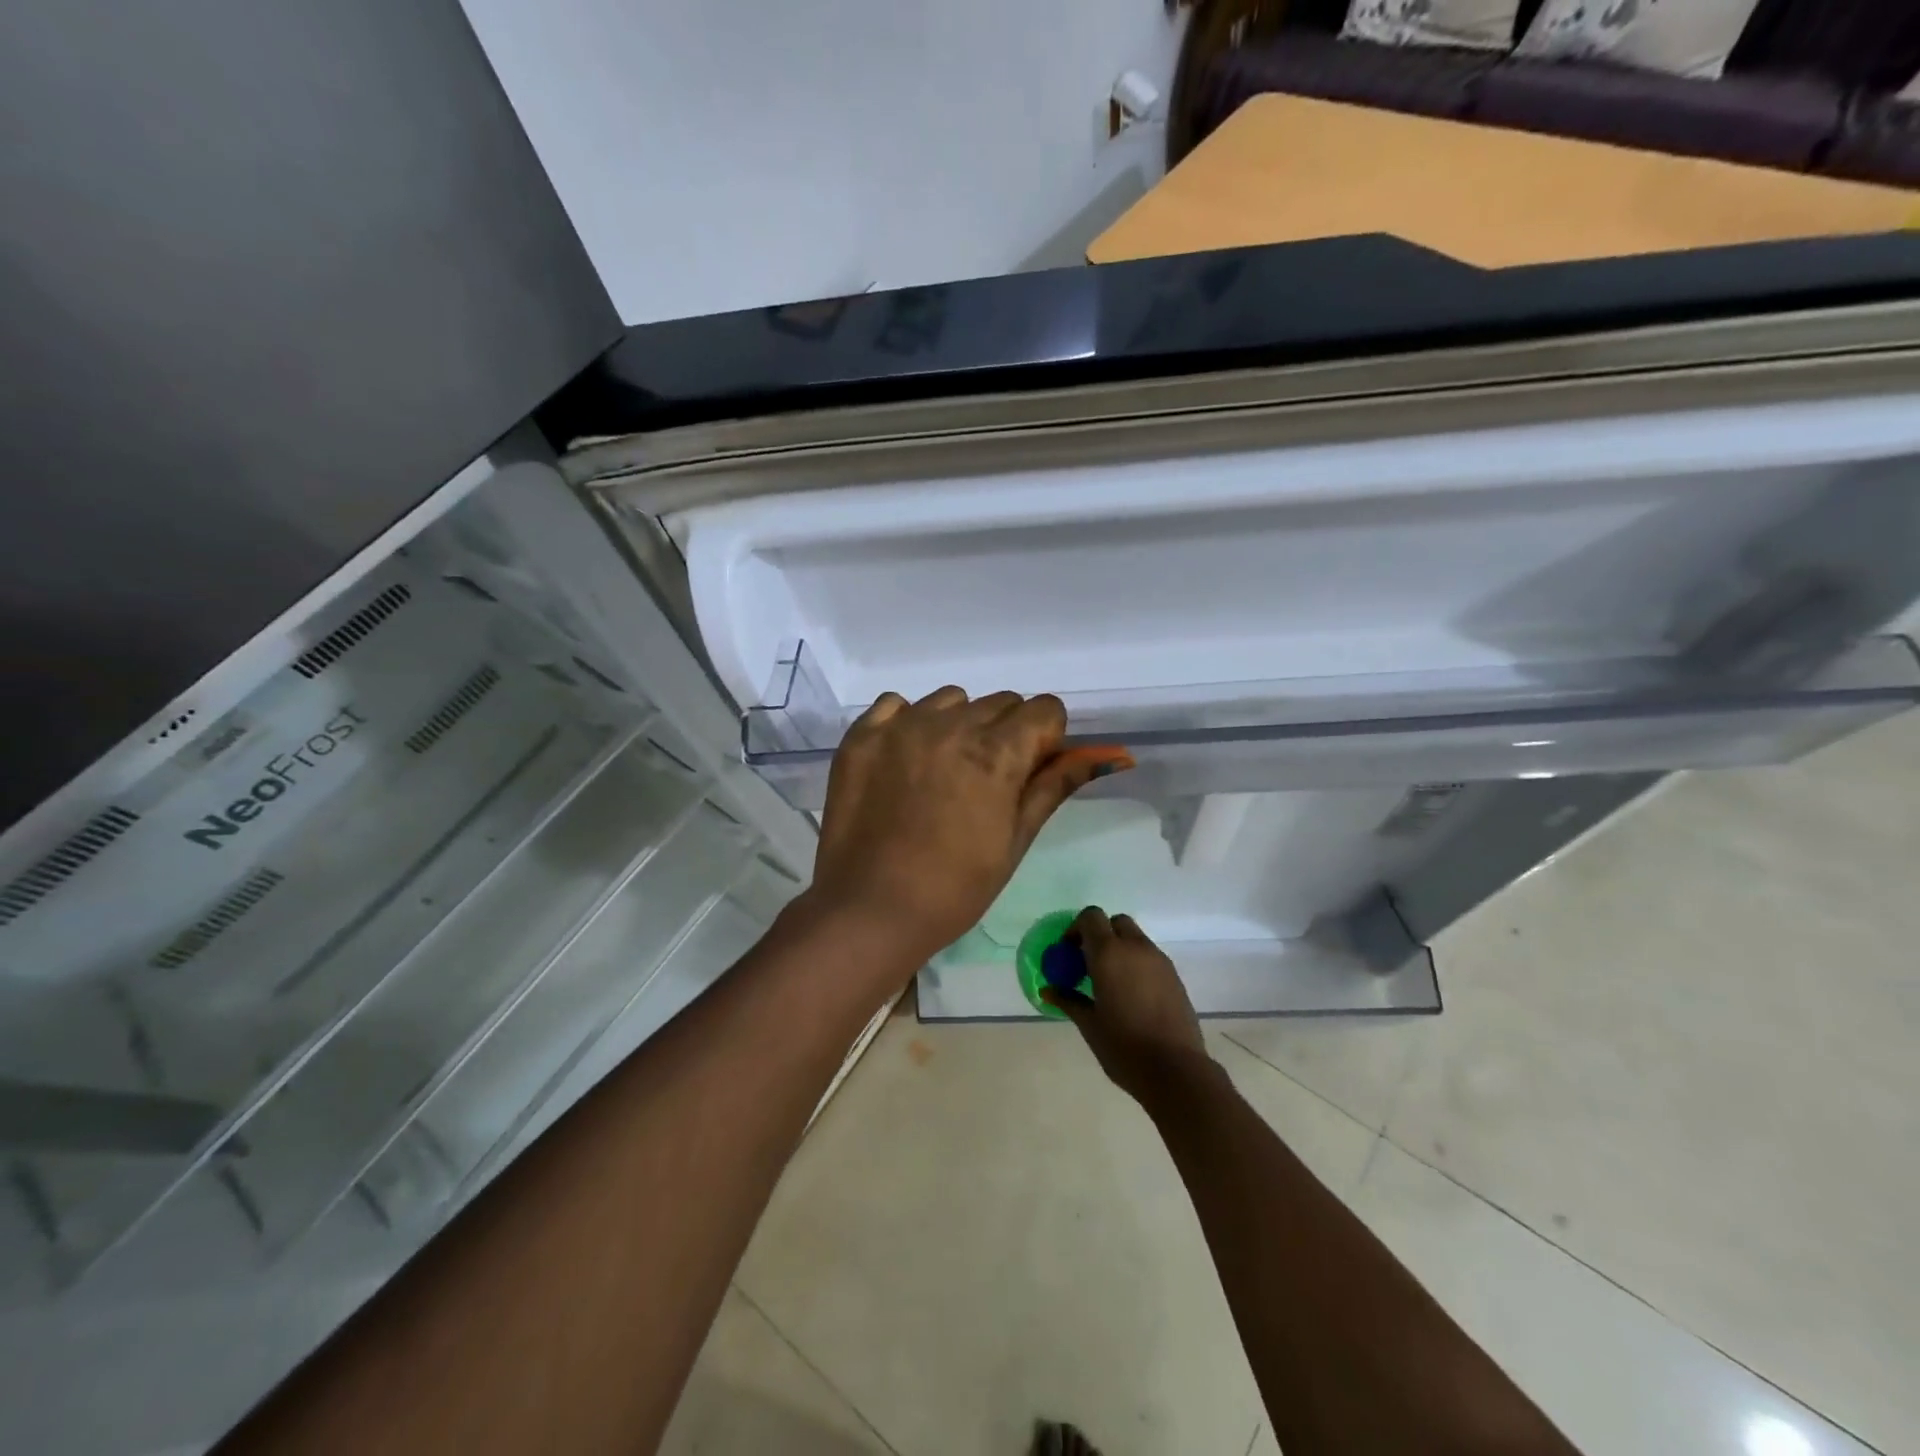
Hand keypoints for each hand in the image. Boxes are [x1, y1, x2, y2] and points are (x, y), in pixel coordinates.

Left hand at [805, 687, 1131, 968]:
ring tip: (942, 770)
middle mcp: (951, 725)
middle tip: (986, 780)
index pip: (1044, 709)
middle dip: (1006, 731)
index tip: (1030, 770)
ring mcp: (901, 726)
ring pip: (950, 700)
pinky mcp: (863, 735)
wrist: (870, 910)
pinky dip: (908, 723)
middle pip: (1000, 702)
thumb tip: (1107, 755)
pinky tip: (904, 760)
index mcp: (997, 752)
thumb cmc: (955, 887)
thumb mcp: (1016, 839)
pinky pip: (897, 704)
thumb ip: (1054, 786)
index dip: (1046, 738)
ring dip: (958, 723)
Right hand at [1042, 907, 1211, 1102]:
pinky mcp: (1174, 976)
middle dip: (1100, 934)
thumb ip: (1068, 1000)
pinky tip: (1131, 995)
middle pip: (1115, 922)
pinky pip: (1150, 957)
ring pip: (1135, 938)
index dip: (1076, 929)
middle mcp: (1135, 948)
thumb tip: (1049, 989)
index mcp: (1109, 953)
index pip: (1091, 917)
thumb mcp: (1089, 1024)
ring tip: (1110, 982)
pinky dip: (1136, 963)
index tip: (1068, 953)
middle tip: (1089, 963)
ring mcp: (1159, 960)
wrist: (1176, 1070)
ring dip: (1120, 948)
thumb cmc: (1124, 1047)